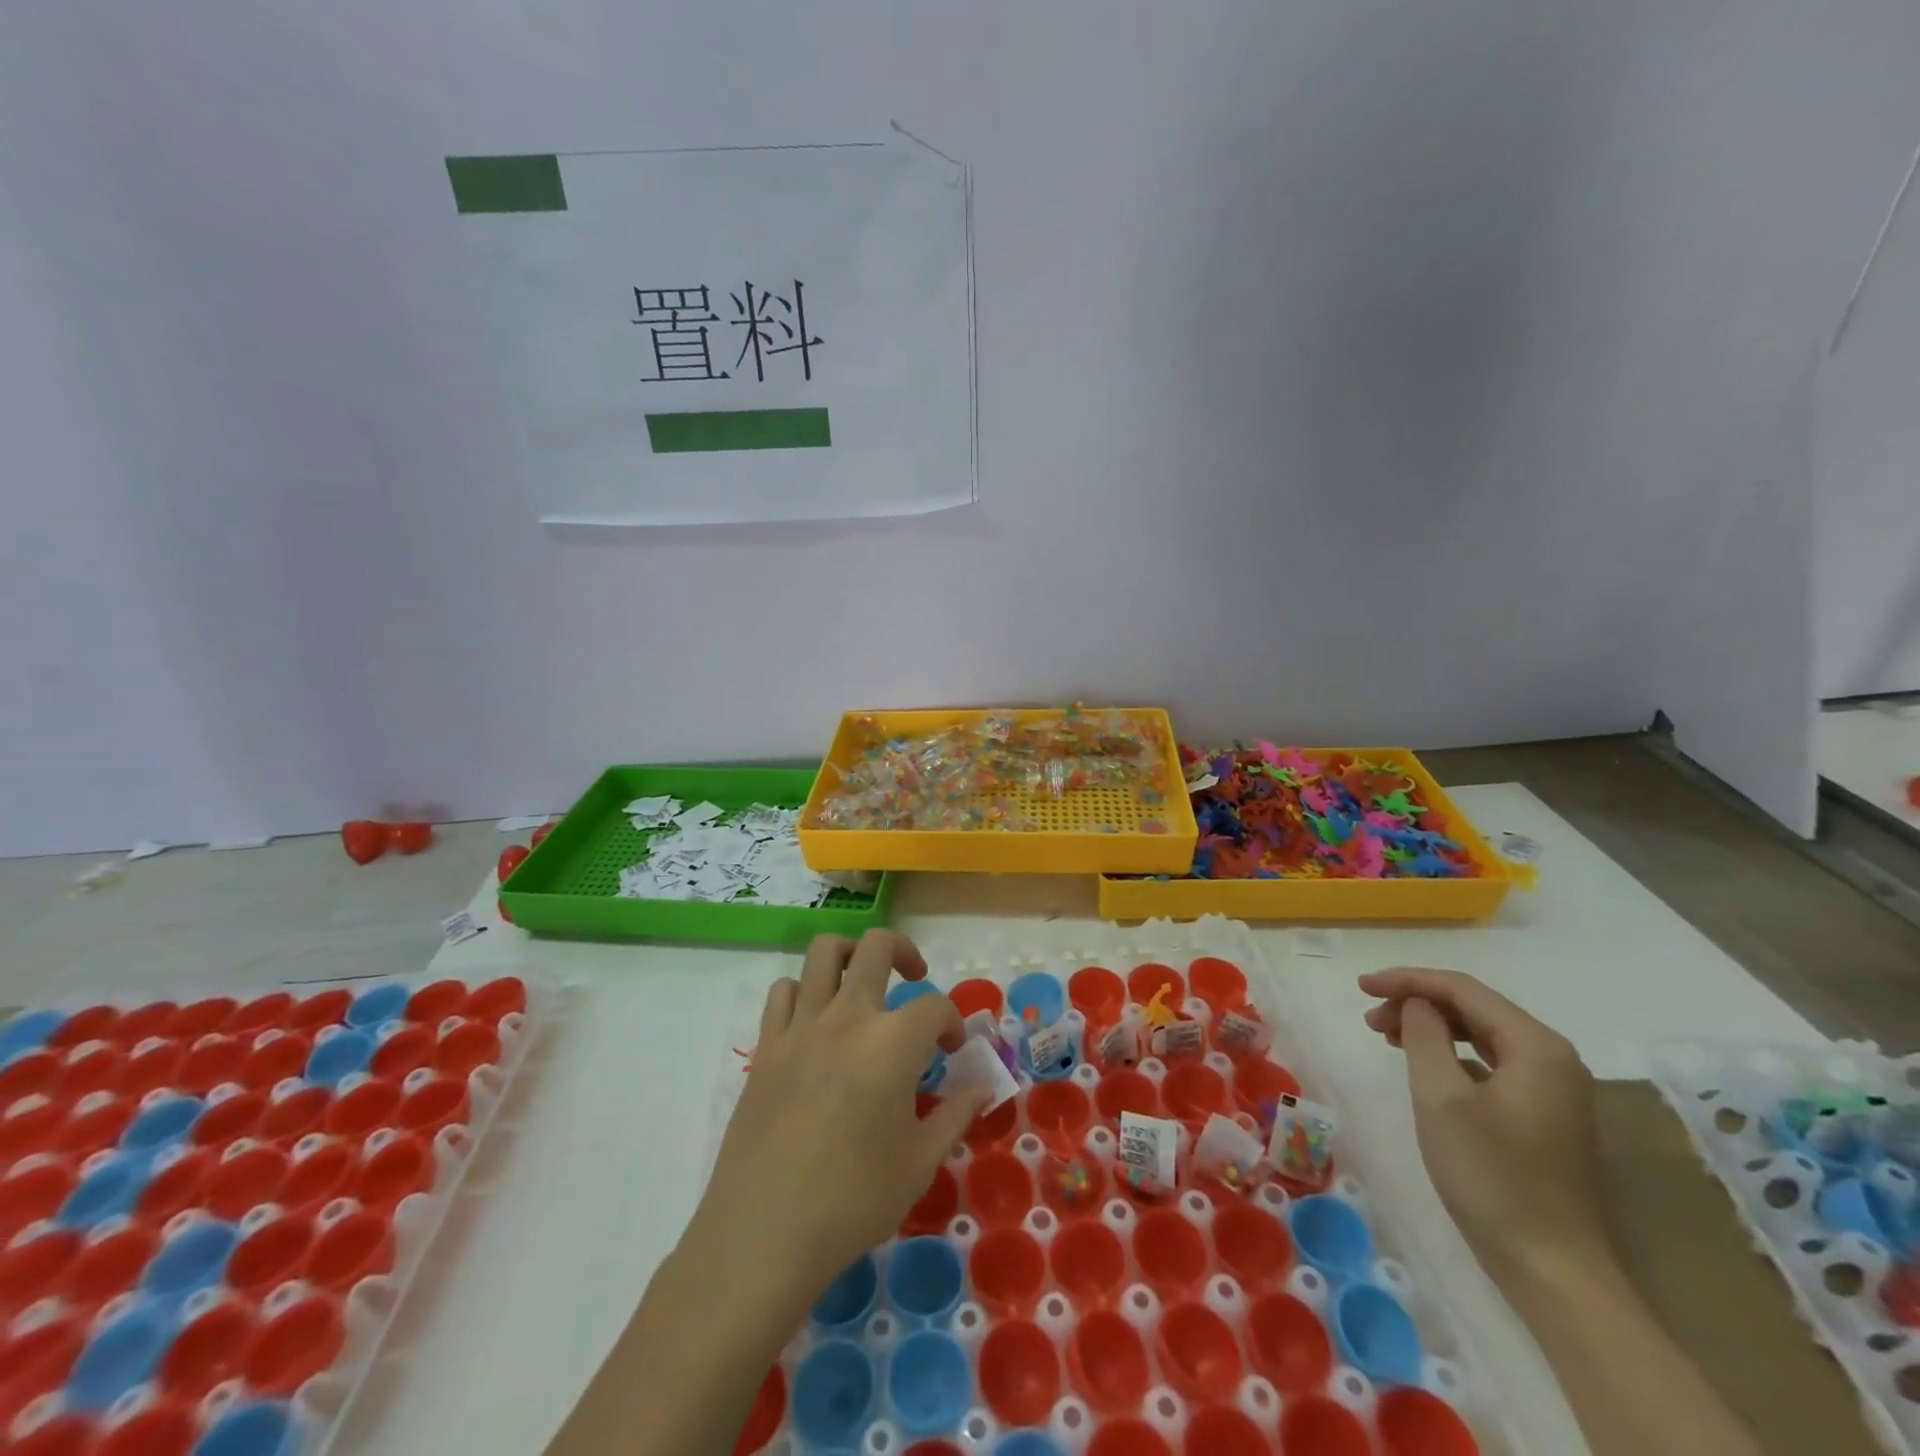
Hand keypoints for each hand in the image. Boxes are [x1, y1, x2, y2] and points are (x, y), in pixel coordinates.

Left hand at [692, 931, 988, 1302]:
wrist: (764, 1233)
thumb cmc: (853, 1201)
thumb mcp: (920, 1163)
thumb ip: (955, 1115)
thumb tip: (982, 1087)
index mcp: (892, 1043)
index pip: (935, 1007)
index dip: (953, 1022)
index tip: (952, 1051)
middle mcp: (848, 1017)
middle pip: (876, 947)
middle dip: (904, 951)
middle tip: (914, 978)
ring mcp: (801, 1026)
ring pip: (823, 952)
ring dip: (850, 954)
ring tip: (862, 982)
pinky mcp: (767, 1046)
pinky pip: (783, 992)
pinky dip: (803, 992)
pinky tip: (815, 1022)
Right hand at [1359, 967, 1607, 1285]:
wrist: (1551, 1268)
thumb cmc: (1491, 1175)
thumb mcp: (1441, 1096)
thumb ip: (1424, 1035)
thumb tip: (1418, 1005)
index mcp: (1536, 1046)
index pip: (1462, 989)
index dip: (1408, 980)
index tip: (1361, 986)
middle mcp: (1553, 1058)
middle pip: (1474, 1008)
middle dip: (1417, 1003)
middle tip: (1370, 1018)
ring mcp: (1553, 1089)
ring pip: (1481, 1035)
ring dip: (1431, 1028)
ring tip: (1386, 1036)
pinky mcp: (1544, 1115)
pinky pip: (1490, 1063)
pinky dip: (1452, 1054)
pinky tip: (1425, 1067)